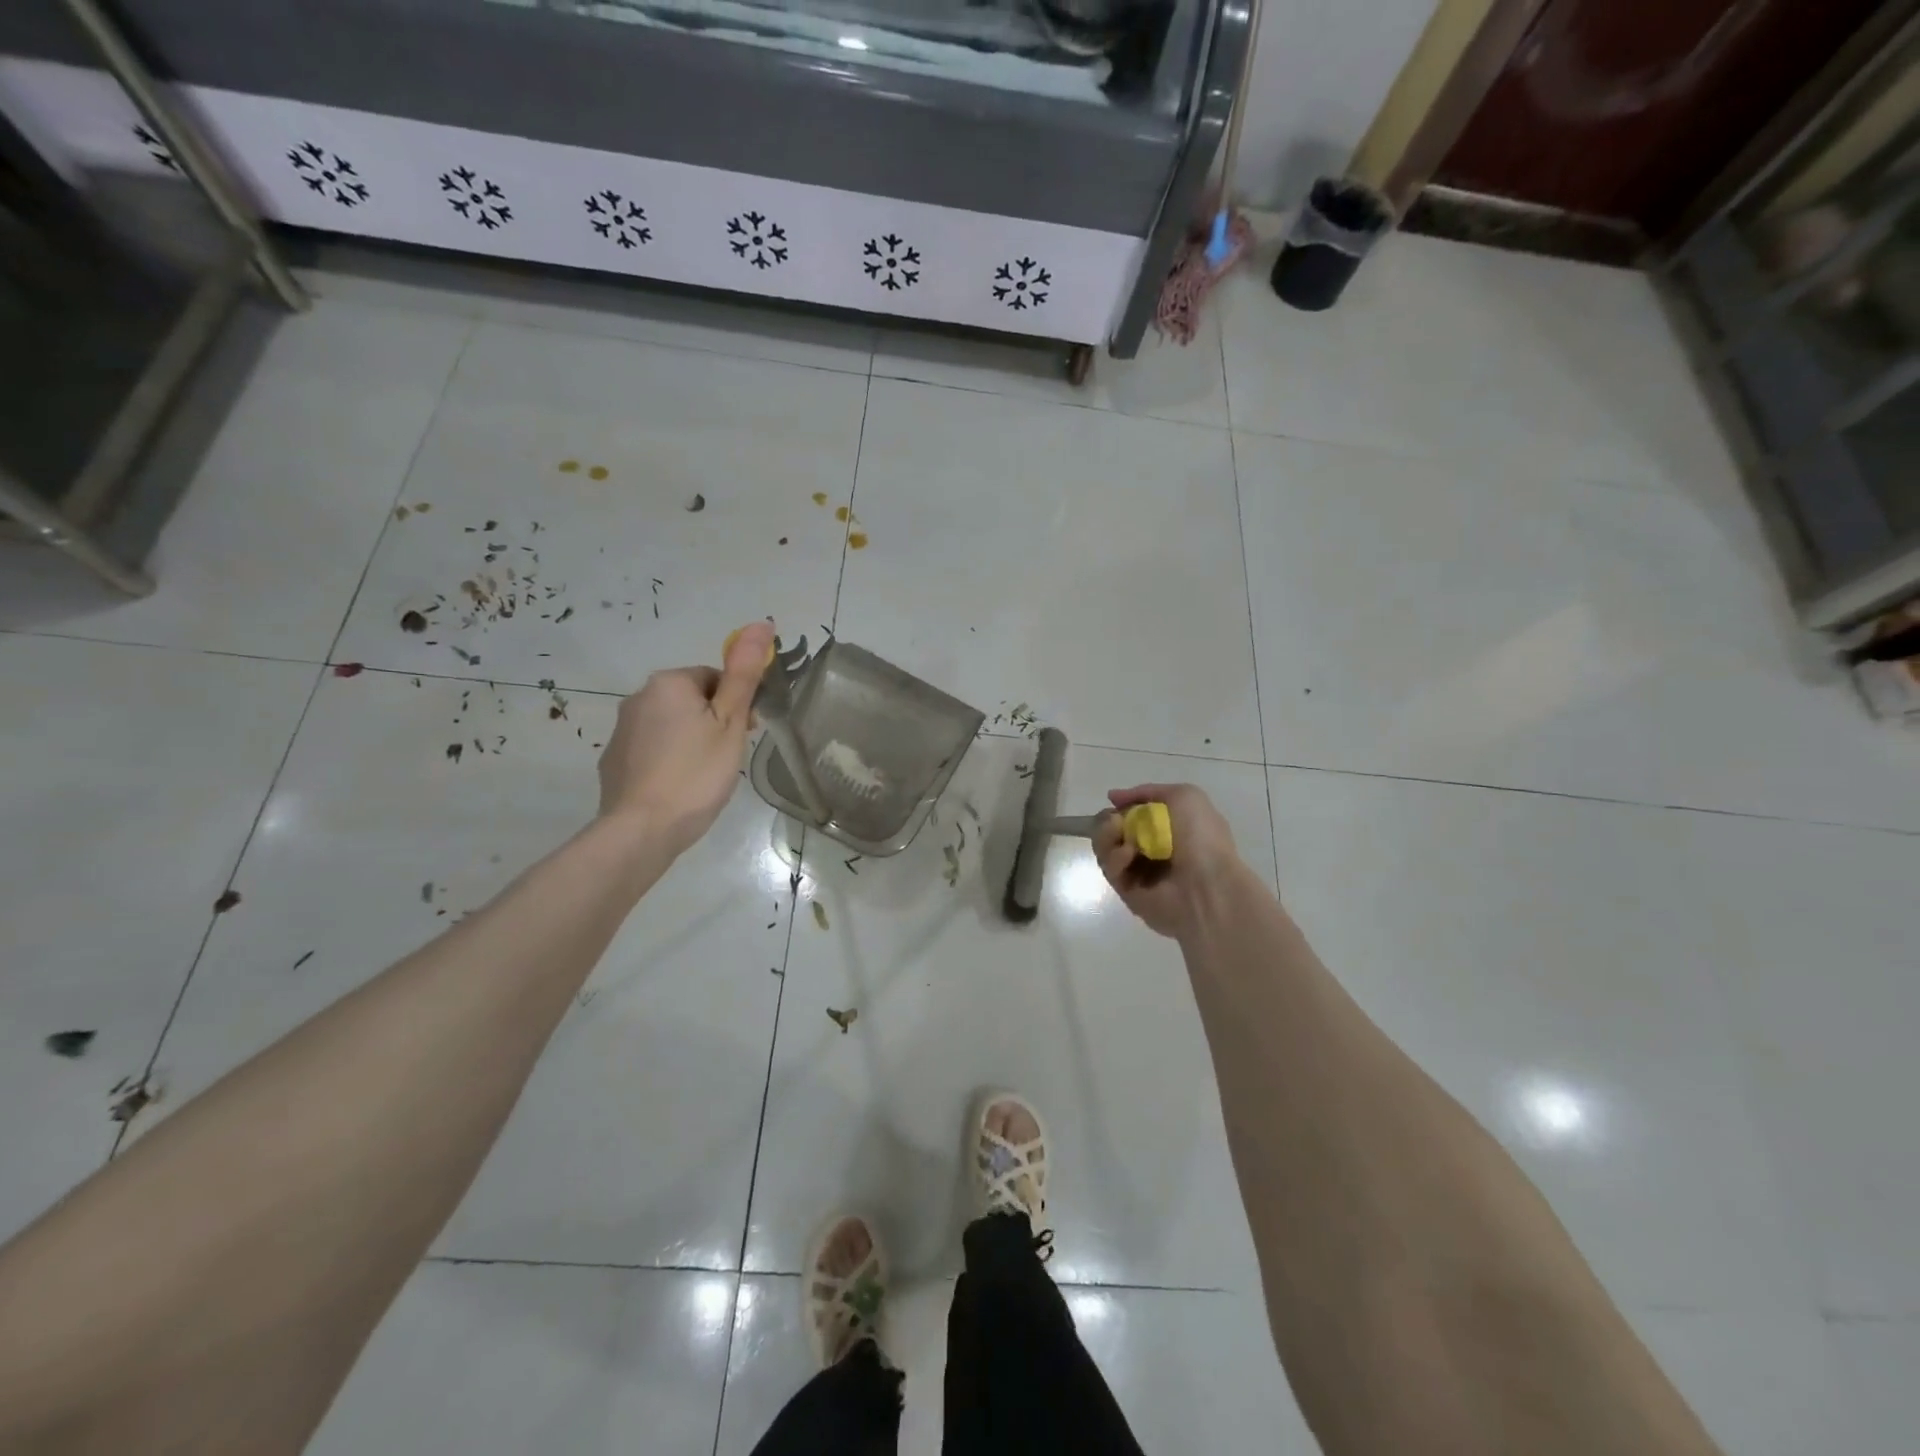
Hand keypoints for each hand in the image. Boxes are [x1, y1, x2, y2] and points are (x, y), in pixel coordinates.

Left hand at [598, 622, 773, 853]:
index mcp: (669, 683)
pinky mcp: (614, 759)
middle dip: (714, 722)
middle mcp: (638, 697)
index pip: (715, 678)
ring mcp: (622, 730)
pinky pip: (652, 749)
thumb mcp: (730, 722)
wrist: (642, 829)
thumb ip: (744, 674)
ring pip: (671, 725)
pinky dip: (668, 760)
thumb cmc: (696, 773)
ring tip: (705, 776)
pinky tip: (679, 787)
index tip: (746, 734)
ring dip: (691, 740)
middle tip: (728, 758)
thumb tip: (761, 623)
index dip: (736, 705)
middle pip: (692, 699)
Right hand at [1094, 783, 1245, 940]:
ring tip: (1118, 832)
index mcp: (1169, 829)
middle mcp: (1152, 850)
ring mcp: (1138, 872)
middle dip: (1108, 820)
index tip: (1115, 801)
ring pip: (1106, 848)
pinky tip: (1129, 855)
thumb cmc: (1202, 838)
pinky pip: (1111, 869)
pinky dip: (1116, 857)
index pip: (1133, 814)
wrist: (1208, 886)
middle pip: (1113, 830)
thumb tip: (1114, 797)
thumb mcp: (1185, 796)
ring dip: (1107, 835)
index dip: (1123, 806)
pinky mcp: (1127, 892)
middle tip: (1115, 820)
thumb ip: (1147, 791)